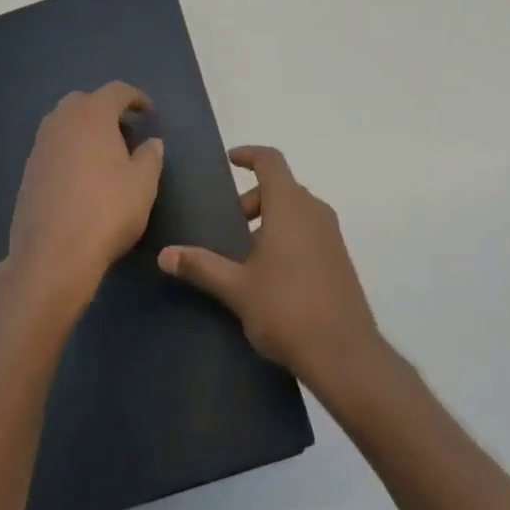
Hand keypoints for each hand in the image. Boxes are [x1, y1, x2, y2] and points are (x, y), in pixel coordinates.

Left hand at [5, 83, 164, 322]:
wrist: (52, 255)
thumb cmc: (107, 211)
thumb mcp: (143, 184)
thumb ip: (151, 156)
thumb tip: (151, 142)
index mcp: (92, 115)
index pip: (116, 91)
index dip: (135, 97)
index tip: (148, 112)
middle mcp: (61, 122)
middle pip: (84, 101)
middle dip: (105, 110)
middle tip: (124, 132)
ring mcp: (40, 146)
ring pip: (64, 124)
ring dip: (84, 130)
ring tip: (104, 155)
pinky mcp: (28, 172)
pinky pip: (52, 148)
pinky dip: (69, 152)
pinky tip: (81, 178)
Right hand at [158, 146, 382, 397]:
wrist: (345, 355)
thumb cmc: (287, 310)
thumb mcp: (237, 288)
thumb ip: (201, 266)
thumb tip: (165, 254)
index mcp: (290, 206)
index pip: (270, 161)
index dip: (249, 155)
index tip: (229, 160)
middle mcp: (314, 211)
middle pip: (280, 187)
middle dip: (251, 200)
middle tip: (227, 227)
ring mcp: (331, 235)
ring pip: (295, 210)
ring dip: (269, 220)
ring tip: (244, 255)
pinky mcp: (339, 259)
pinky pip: (308, 231)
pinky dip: (287, 236)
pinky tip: (270, 275)